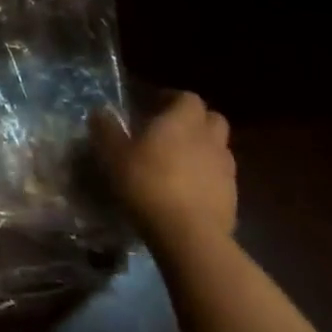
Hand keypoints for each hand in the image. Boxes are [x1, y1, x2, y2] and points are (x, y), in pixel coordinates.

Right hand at [93, 91, 235, 252]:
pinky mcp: (232, 197)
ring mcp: (226, 169)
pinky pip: (220, 177)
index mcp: (182, 121)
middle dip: (194, 120)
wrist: (188, 234)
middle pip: (212, 118)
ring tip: (178, 162)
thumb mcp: (113, 154)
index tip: (153, 105)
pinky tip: (187, 190)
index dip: (172, 98)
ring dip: (202, 149)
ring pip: (218, 148)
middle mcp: (209, 139)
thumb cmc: (147, 183)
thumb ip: (106, 129)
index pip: (187, 97)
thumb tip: (100, 112)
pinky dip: (207, 176)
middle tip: (171, 130)